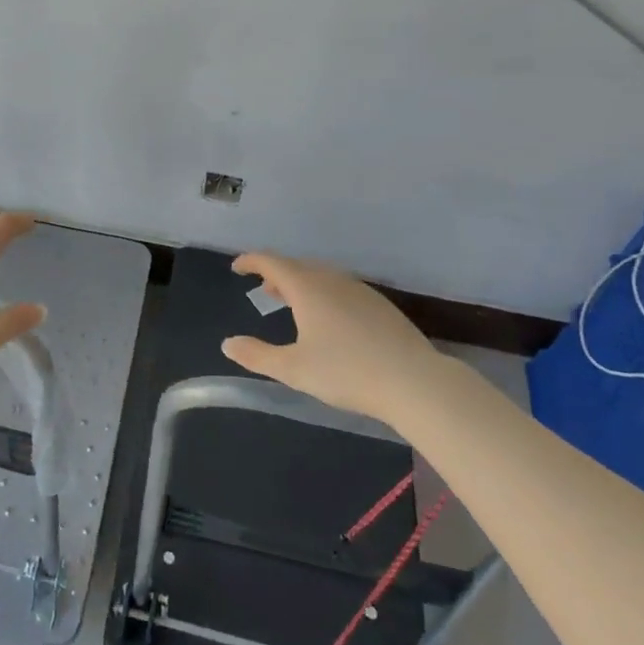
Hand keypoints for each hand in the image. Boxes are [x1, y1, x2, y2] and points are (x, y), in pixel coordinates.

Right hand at [221, 252, 437, 418]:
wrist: (416, 382)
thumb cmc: (347, 372)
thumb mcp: (293, 369)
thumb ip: (257, 356)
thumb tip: (227, 344)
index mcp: (307, 287)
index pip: (272, 262)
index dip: (251, 261)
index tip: (237, 268)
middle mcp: (333, 280)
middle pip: (298, 267)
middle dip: (277, 274)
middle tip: (264, 289)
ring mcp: (360, 291)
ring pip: (323, 277)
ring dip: (302, 284)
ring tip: (293, 304)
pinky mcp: (381, 306)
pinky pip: (342, 289)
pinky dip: (325, 294)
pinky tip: (331, 320)